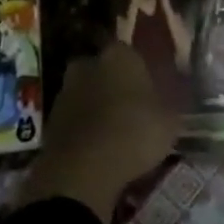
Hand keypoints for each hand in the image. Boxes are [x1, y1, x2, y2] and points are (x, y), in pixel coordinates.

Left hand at [17, 42, 182, 223]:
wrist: (83, 169)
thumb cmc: (134, 133)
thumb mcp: (170, 122)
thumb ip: (170, 107)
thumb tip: (171, 104)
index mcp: (120, 55)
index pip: (132, 54)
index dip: (142, 74)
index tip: (152, 93)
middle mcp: (89, 63)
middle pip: (106, 71)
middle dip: (116, 87)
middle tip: (133, 112)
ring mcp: (66, 90)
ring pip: (88, 94)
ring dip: (98, 108)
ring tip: (116, 135)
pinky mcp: (51, 118)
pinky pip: (76, 118)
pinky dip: (85, 129)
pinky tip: (98, 149)